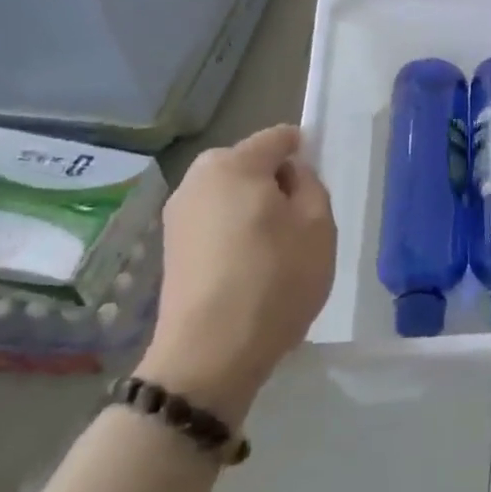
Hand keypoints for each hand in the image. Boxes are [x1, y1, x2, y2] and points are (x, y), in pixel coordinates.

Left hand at [140, 125, 335, 421]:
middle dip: (276, 183)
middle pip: (250, 165)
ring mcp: (177, 215)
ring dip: (255, 210)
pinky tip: (249, 270)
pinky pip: (215, 223)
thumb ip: (310, 184)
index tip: (319, 186)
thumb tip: (291, 175)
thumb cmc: (275, 279)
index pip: (278, 137)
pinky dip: (235, 234)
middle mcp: (197, 179)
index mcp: (234, 163)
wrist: (210, 354)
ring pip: (231, 196)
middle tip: (301, 223)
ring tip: (277, 251)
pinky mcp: (171, 249)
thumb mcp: (318, 225)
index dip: (305, 152)